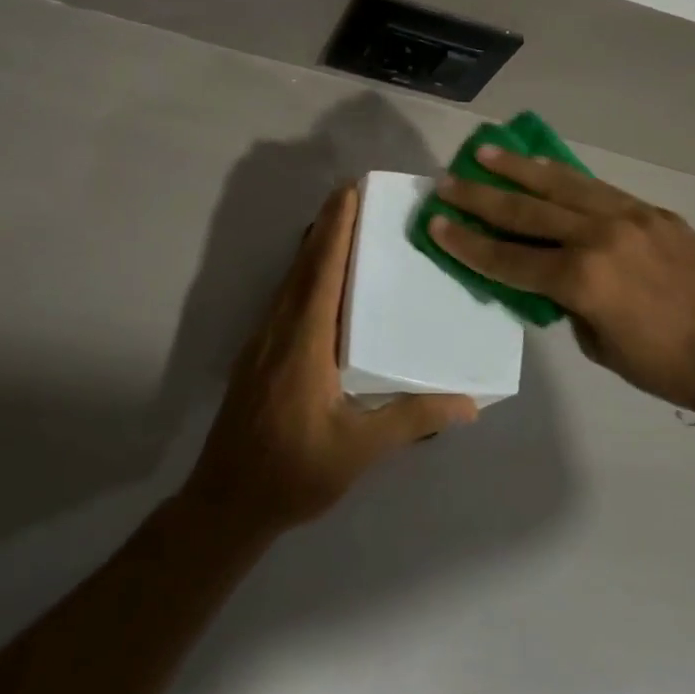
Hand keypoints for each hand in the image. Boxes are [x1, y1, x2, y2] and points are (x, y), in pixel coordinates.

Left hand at [183, 184, 478, 538]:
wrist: (226, 502)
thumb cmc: (293, 471)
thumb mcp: (358, 449)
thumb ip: (411, 420)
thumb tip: (468, 403)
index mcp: (304, 341)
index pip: (322, 271)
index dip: (335, 229)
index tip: (349, 191)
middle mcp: (280, 328)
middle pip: (304, 265)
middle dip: (326, 226)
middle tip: (353, 195)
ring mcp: (264, 340)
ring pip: (290, 280)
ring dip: (314, 248)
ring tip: (341, 227)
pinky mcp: (259, 354)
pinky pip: (285, 298)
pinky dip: (305, 274)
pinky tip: (321, 283)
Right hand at [432, 148, 694, 411]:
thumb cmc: (667, 365)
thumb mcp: (600, 346)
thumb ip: (567, 305)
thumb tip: (550, 279)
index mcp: (581, 279)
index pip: (508, 258)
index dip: (467, 243)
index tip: (435, 223)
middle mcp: (597, 237)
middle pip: (525, 211)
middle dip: (479, 197)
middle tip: (446, 181)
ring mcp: (626, 217)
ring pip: (559, 185)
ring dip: (517, 169)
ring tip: (484, 153)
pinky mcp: (650, 211)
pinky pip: (596, 187)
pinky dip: (563, 175)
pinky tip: (542, 165)